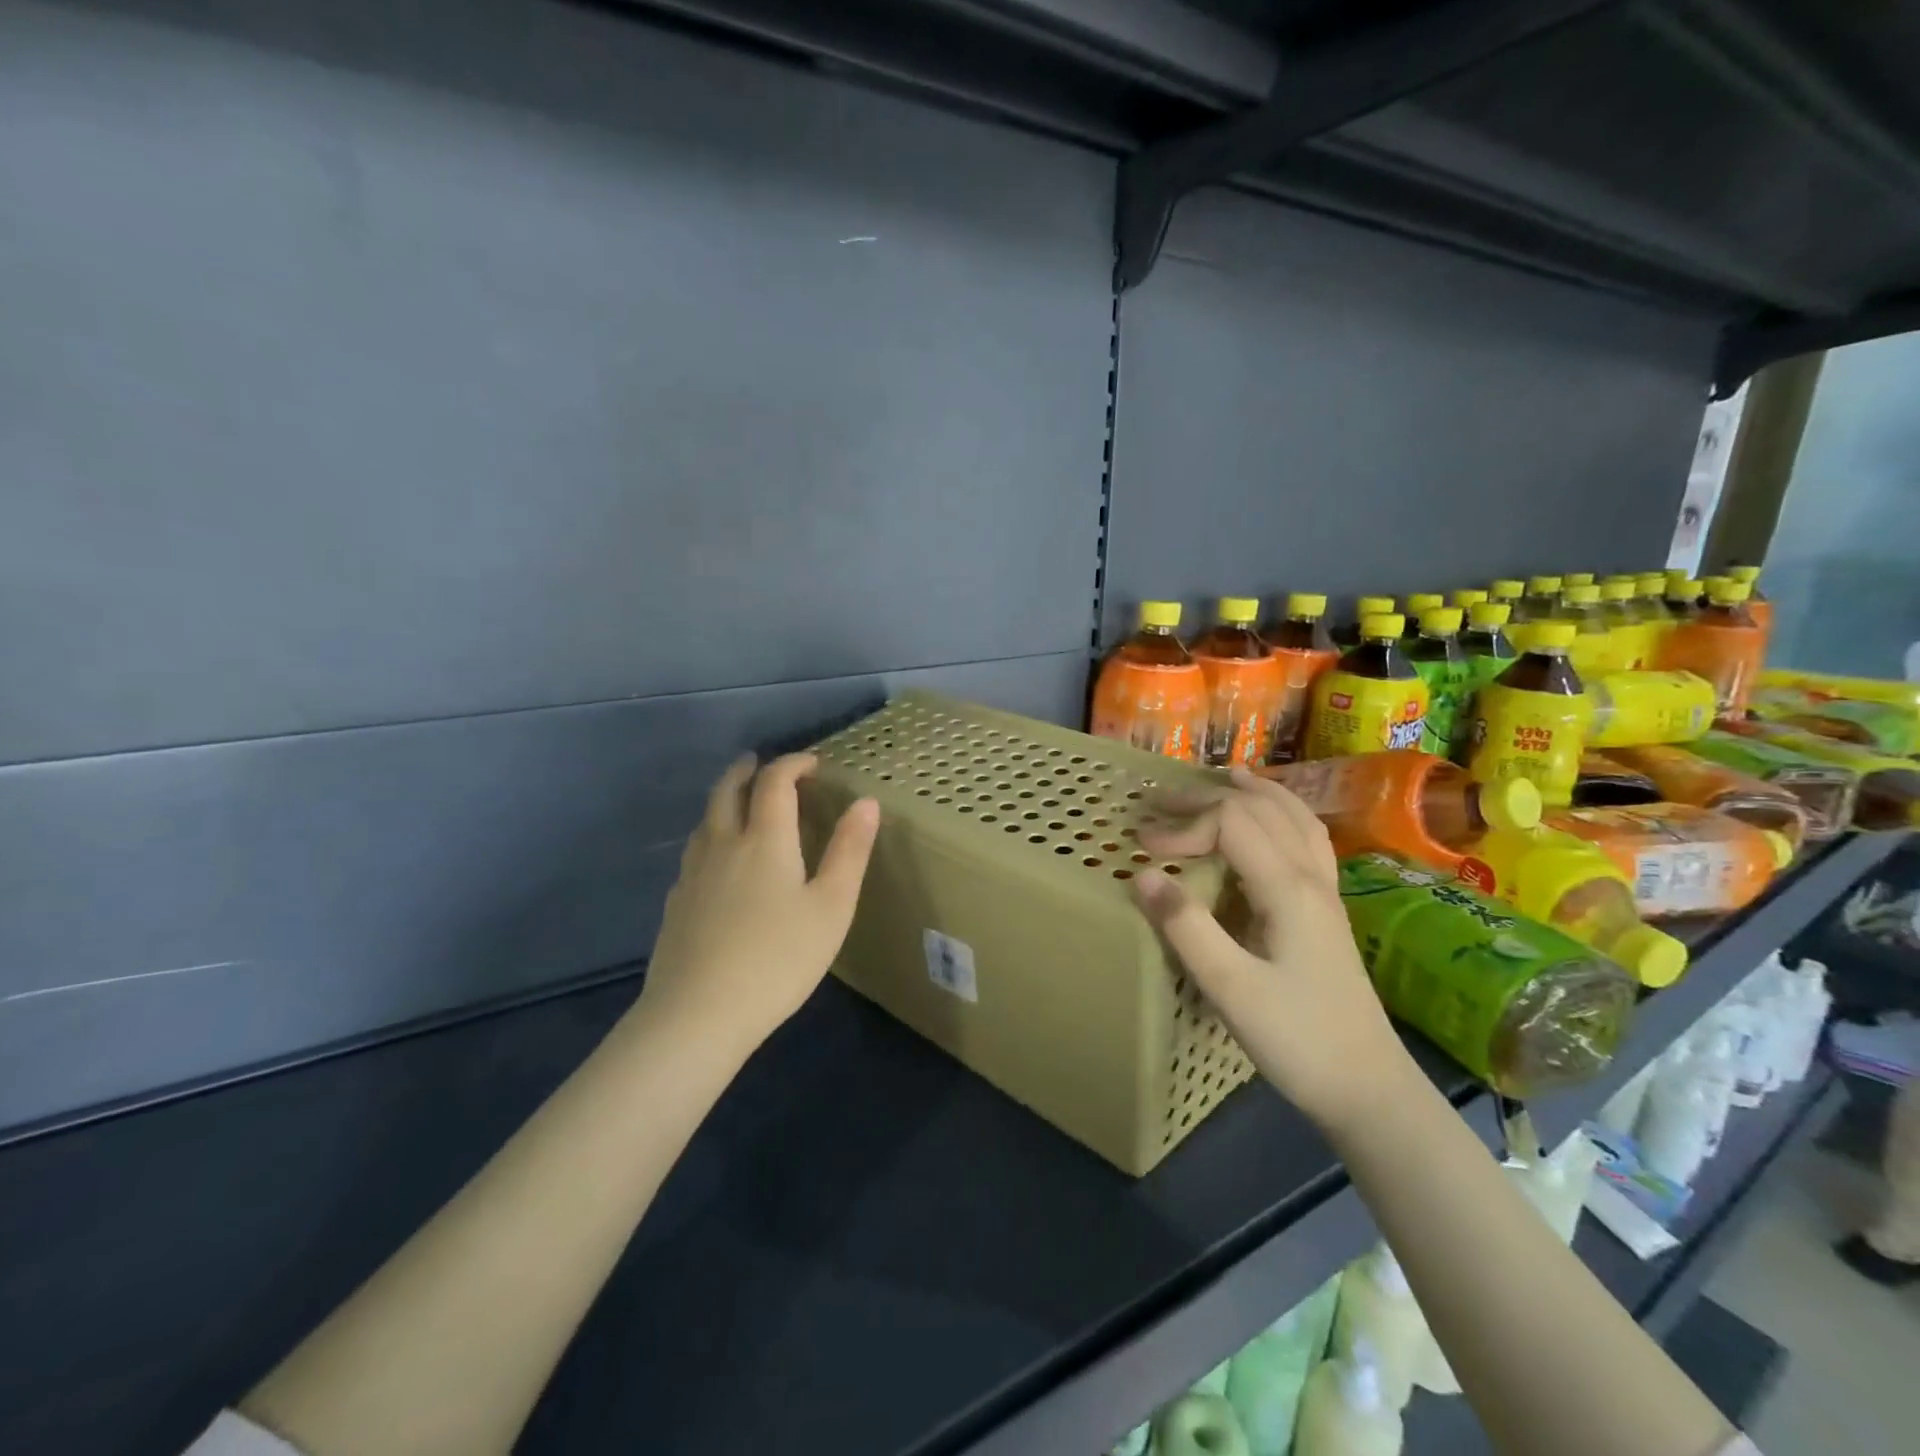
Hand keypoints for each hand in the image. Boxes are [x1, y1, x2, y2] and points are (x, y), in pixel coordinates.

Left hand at [637, 753, 878, 1056]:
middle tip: (760, 763)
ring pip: (705, 819)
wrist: (698, 1014)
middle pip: (728, 790)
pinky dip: (710, 836)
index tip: (812, 763)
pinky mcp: (675, 903)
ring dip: (724, 799)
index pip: (775, 782)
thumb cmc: (778, 959)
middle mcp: (723, 844)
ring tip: (739, 803)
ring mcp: (693, 873)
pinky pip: (694, 852)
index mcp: (765, 840)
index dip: (793, 764)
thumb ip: (850, 851)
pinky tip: (717, 862)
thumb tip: (867, 802)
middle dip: (747, 770)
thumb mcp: (832, 907)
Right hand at [1133, 767, 1415, 1132]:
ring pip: (1293, 817)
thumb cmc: (1298, 1040)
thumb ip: (1186, 927)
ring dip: (1253, 793)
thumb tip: (1142, 874)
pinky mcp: (1327, 910)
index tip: (1143, 849)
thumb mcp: (1231, 989)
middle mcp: (1310, 877)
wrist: (1369, 1089)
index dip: (1183, 826)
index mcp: (1287, 888)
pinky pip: (1307, 839)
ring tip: (1223, 778)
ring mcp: (1325, 892)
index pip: (1231, 824)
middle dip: (1206, 798)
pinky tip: (1272, 821)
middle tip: (1159, 801)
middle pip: (1260, 809)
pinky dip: (1282, 814)